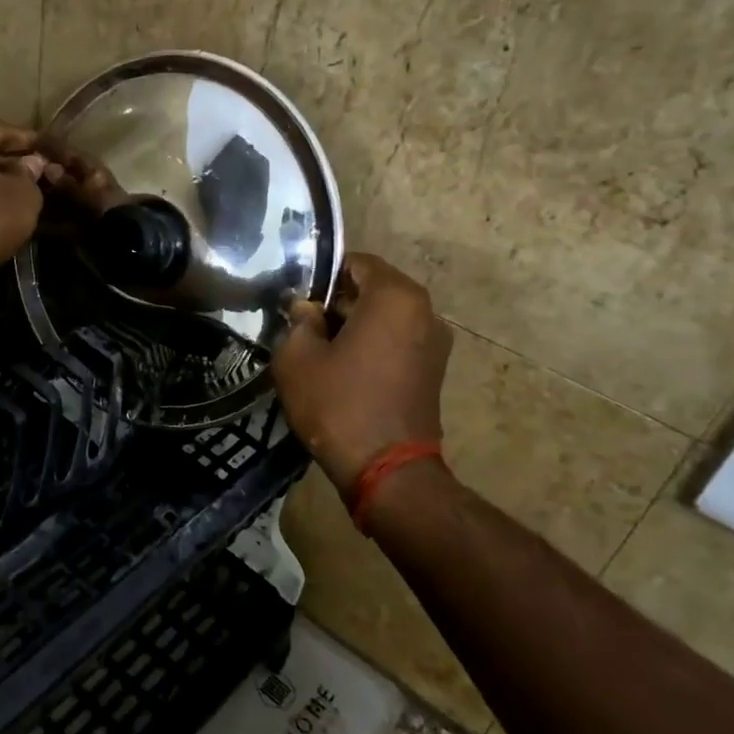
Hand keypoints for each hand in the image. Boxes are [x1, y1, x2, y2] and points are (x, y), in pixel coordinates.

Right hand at [271, 253, 451, 494]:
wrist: (387, 471)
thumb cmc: (339, 404)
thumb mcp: (297, 358)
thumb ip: (298, 321)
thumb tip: (306, 309)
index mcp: (395, 296)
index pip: (355, 263)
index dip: (321, 276)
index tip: (298, 301)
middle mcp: (425, 310)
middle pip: (373, 289)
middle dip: (338, 302)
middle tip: (304, 326)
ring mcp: (436, 341)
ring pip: (386, 316)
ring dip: (356, 325)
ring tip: (322, 350)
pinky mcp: (435, 370)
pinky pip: (398, 341)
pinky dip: (374, 345)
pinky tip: (346, 370)